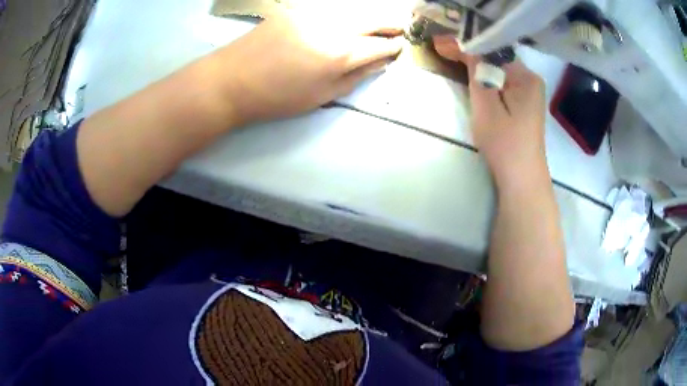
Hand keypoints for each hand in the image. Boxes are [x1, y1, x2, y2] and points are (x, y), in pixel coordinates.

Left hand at [214, 11, 405, 126]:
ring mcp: (312, 13)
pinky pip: (329, 8)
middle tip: (398, 29)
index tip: (400, 48)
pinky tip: (345, 21)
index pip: (379, 45)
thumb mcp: (321, 96)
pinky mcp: (295, 9)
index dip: (393, 47)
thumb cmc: (276, 97)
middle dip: (389, 24)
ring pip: (352, 10)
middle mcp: (331, 26)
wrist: (231, 80)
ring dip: (369, 17)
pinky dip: (344, 14)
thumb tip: (379, 64)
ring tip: (377, 24)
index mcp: (340, 53)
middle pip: (372, 19)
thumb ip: (355, 78)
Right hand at [433, 36, 546, 182]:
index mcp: (525, 76)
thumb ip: (477, 72)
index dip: (468, 46)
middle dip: (472, 55)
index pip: (493, 51)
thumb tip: (467, 45)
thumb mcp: (486, 105)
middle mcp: (530, 79)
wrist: (522, 180)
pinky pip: (503, 84)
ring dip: (478, 67)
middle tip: (444, 50)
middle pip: (497, 59)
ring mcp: (530, 93)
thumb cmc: (505, 143)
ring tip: (453, 58)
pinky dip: (487, 80)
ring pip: (499, 71)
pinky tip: (473, 77)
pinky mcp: (525, 104)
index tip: (443, 45)